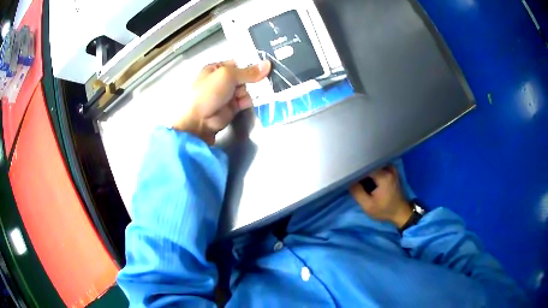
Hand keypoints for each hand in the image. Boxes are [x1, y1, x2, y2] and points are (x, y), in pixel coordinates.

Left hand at [172, 60, 270, 143]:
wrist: (199, 120)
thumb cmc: (209, 92)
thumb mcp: (228, 76)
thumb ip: (249, 71)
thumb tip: (268, 64)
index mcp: (216, 69)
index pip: (237, 64)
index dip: (248, 66)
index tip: (260, 68)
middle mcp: (222, 80)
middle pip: (244, 77)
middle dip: (247, 81)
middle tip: (243, 85)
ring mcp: (227, 94)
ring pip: (246, 89)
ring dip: (246, 93)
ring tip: (238, 97)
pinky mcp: (232, 107)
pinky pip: (244, 101)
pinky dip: (246, 102)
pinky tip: (242, 104)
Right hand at [350, 166, 412, 228]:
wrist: (400, 212)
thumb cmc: (384, 210)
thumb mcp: (368, 206)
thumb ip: (357, 193)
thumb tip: (350, 181)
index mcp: (383, 176)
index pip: (365, 166)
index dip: (356, 171)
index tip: (350, 176)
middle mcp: (388, 169)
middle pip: (370, 164)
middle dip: (362, 171)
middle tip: (354, 178)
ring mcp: (391, 169)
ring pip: (374, 165)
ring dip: (367, 171)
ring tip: (361, 178)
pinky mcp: (392, 172)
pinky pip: (380, 167)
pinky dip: (373, 171)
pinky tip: (370, 178)